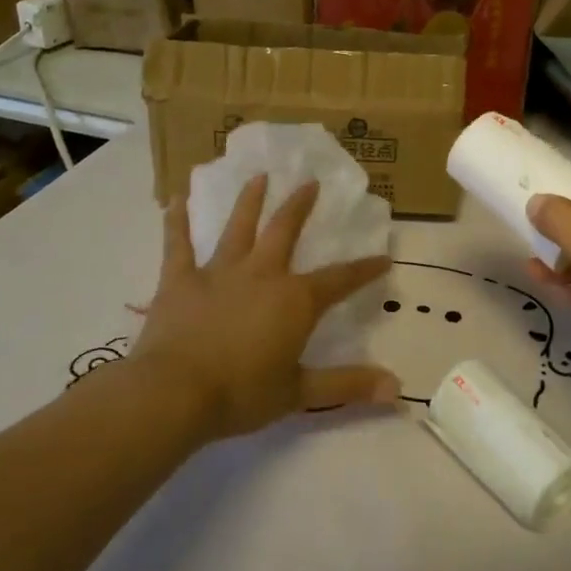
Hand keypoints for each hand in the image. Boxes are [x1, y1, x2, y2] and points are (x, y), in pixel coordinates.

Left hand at [130, 176, 399, 440]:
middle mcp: (262, 274)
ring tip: (259, 175)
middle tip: (310, 182)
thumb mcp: (299, 393)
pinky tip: (176, 196)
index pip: (340, 280)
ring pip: (238, 227)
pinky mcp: (180, 280)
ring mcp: (219, 272)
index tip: (384, 258)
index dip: (364, 270)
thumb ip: (348, 385)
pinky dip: (177, 220)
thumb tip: (396, 389)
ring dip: (250, 200)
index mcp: (295, 300)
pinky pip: (178, 244)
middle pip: (285, 231)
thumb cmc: (241, 394)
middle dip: (300, 206)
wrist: (174, 394)